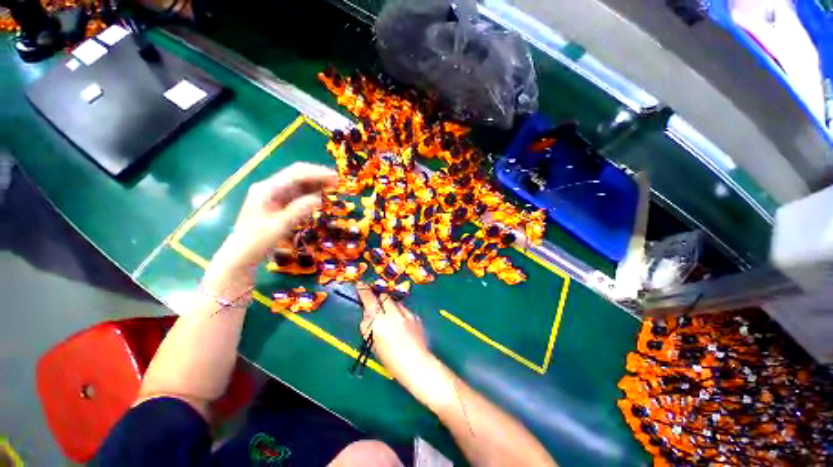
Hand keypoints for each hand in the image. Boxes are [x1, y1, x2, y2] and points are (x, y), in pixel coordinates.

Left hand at [207, 163, 336, 282]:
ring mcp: (274, 196)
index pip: (295, 174)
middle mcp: (270, 188)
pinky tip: (322, 197)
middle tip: (338, 182)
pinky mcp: (279, 204)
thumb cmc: (256, 241)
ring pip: (300, 184)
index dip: (317, 173)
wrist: (241, 256)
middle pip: (298, 175)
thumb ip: (299, 210)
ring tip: (334, 188)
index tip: (335, 177)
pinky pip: (299, 195)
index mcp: (267, 189)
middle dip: (318, 176)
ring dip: (316, 184)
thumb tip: (320, 198)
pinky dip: (311, 194)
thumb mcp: (279, 226)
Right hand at [357, 284, 455, 411]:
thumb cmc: (390, 359)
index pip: (369, 300)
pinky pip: (405, 309)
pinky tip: (402, 325)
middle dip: (379, 299)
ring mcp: (406, 313)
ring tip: (391, 319)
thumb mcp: (373, 344)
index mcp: (379, 321)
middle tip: (377, 306)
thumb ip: (368, 326)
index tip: (361, 284)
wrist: (416, 364)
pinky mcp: (415, 316)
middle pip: (384, 296)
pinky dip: (401, 313)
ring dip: (391, 306)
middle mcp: (393, 313)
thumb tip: (368, 315)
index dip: (364, 291)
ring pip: (395, 302)